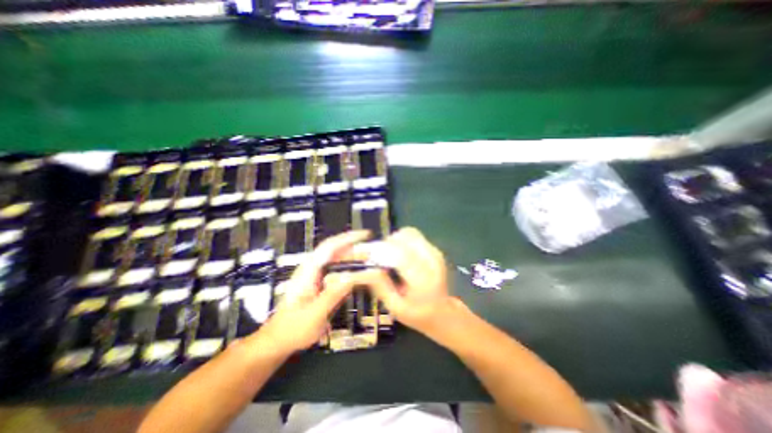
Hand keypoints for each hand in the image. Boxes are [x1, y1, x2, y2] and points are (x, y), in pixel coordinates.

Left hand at [247, 232, 367, 356]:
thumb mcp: (314, 314)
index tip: (365, 235)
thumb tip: (352, 276)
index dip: (347, 238)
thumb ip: (333, 294)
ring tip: (369, 261)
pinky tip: (358, 274)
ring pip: (337, 261)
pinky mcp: (319, 283)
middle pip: (335, 251)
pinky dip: (349, 269)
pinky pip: (337, 271)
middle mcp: (312, 269)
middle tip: (373, 253)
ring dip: (353, 258)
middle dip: (354, 249)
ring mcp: (316, 276)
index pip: (329, 247)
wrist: (278, 341)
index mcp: (308, 271)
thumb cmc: (293, 329)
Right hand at [356, 229, 456, 332]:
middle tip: (375, 256)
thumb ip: (380, 286)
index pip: (400, 255)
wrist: (444, 312)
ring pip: (408, 233)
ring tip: (387, 255)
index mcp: (423, 280)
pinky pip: (413, 236)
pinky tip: (398, 254)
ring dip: (393, 240)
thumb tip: (363, 269)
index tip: (361, 251)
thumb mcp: (395, 307)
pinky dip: (401, 240)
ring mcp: (435, 252)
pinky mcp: (434, 249)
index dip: (379, 250)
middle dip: (385, 244)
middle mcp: (432, 261)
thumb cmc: (418, 315)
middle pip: (404, 238)